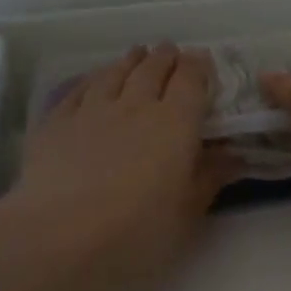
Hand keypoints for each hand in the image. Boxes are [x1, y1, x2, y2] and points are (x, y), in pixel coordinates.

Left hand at [0, 45, 237, 290]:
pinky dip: (93, 78)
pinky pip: (79, 89)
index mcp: (175, 123)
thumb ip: (210, 178)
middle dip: (166, 57)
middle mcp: (135, 105)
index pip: (191, 80)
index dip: (199, 66)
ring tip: (138, 55)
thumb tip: (233, 156)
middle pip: (153, 68)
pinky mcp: (56, 122)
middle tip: (172, 52)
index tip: (203, 60)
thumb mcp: (187, 213)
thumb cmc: (137, 230)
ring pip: (115, 72)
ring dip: (131, 61)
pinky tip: (94, 79)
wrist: (59, 237)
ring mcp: (92, 110)